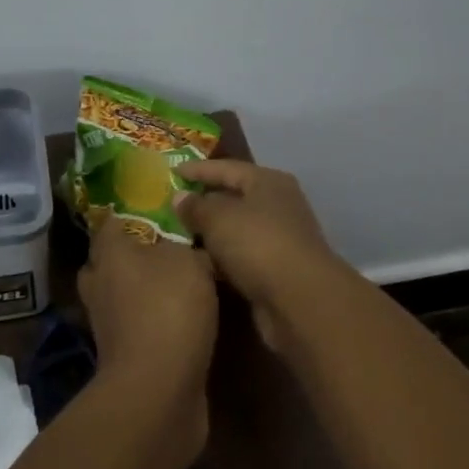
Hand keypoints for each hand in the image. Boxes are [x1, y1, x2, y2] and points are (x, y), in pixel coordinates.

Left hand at [76, 219, 218, 458]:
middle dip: (134, 254)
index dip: (132, 213)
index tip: (159, 209)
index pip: (111, 222)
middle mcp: (100, 285)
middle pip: (110, 261)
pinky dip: (154, 320)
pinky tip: (183, 317)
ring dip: (144, 290)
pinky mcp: (123, 354)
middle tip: (170, 247)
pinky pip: (137, 325)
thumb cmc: (169, 308)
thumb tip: (187, 247)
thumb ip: (187, 247)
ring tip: (182, 283)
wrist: (159, 388)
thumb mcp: (190, 262)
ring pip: (123, 294)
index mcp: (109, 254)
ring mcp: (108, 324)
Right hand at [174, 160, 346, 352]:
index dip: (198, 169)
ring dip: (211, 232)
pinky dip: (220, 257)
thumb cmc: (258, 245)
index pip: (227, 168)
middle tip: (170, 206)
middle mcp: (278, 204)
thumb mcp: (219, 219)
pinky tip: (198, 262)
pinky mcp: (276, 269)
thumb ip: (196, 206)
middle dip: (203, 201)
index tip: (171, 171)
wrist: (299, 299)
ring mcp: (279, 238)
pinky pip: (240, 255)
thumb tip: (180, 197)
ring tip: (176, 235)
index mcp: (268, 181)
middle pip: (234, 197)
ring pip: (236, 229)